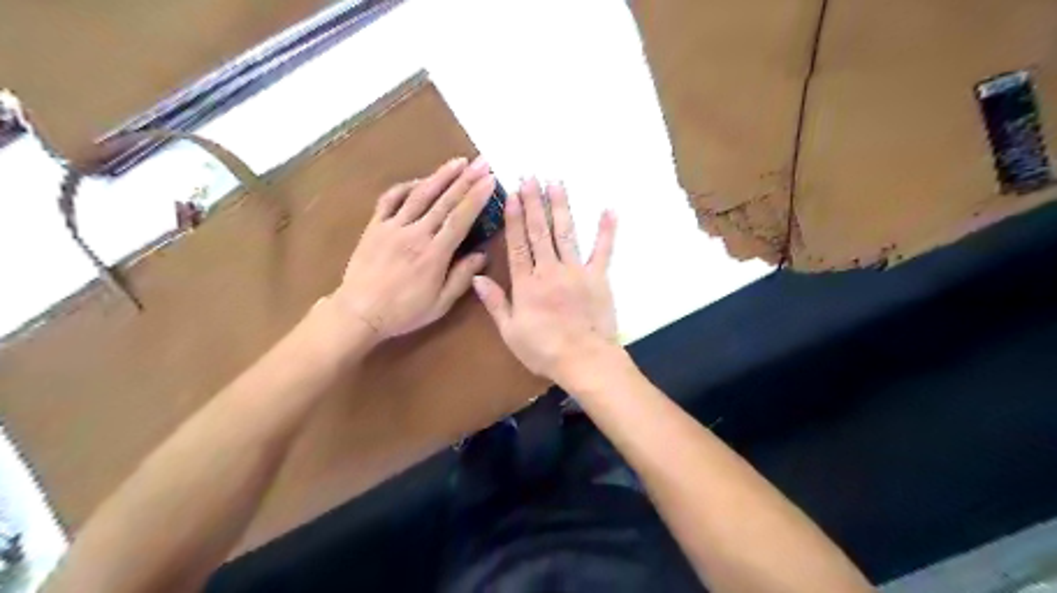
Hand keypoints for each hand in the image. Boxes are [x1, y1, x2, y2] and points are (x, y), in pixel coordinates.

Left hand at [330, 156, 494, 341]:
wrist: (358, 312)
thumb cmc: (403, 312)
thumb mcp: (439, 304)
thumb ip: (461, 278)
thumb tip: (482, 255)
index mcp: (434, 254)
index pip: (460, 219)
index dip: (476, 198)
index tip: (490, 180)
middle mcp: (415, 234)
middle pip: (444, 201)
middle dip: (466, 179)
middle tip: (482, 162)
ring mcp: (392, 227)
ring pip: (420, 195)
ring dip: (440, 176)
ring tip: (458, 162)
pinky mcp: (375, 226)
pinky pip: (390, 199)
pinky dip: (406, 187)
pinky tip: (419, 181)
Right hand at [470, 178, 620, 382]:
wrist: (583, 359)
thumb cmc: (543, 350)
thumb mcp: (510, 331)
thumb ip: (495, 302)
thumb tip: (478, 277)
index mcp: (526, 283)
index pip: (517, 243)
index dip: (515, 217)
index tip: (513, 194)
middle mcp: (549, 270)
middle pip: (540, 232)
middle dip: (535, 202)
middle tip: (531, 176)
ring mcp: (576, 271)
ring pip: (566, 233)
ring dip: (561, 206)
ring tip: (557, 182)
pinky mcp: (598, 277)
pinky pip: (603, 251)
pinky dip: (606, 231)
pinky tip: (609, 209)